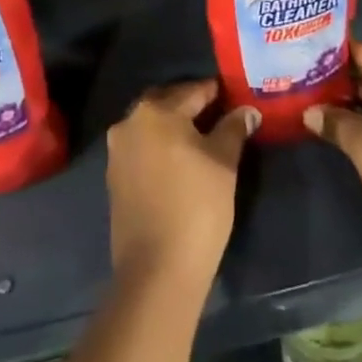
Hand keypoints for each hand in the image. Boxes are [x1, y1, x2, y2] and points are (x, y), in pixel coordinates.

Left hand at [106, 81, 258, 286]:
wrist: (157, 270)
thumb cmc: (197, 206)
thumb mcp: (224, 163)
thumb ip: (233, 129)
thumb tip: (246, 110)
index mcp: (155, 111)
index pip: (193, 91)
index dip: (217, 93)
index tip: (235, 96)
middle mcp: (129, 123)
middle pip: (166, 103)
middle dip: (191, 106)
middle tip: (220, 116)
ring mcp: (118, 152)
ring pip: (152, 126)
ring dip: (174, 127)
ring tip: (204, 140)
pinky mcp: (115, 178)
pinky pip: (142, 149)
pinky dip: (161, 148)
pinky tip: (181, 163)